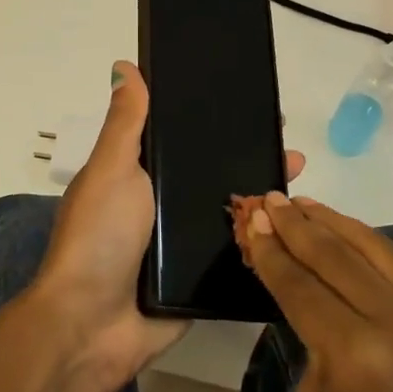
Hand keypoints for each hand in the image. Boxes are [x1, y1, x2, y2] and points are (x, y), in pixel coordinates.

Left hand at [33, 62, 306, 389]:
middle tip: (289, 147)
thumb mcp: (111, 170)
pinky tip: (296, 228)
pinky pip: (236, 253)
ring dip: (263, 197)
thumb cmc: (99, 237)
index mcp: (140, 175)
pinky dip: (261, 240)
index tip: (253, 104)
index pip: (185, 138)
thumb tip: (124, 65)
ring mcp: (183, 244)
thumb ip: (126, 123)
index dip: (216, 120)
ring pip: (231, 211)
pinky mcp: (201, 279)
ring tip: (300, 179)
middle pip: (215, 173)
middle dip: (251, 158)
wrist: (92, 326)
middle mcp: (163, 205)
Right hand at [240, 194, 392, 391]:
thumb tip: (303, 297)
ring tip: (305, 204)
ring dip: (337, 224)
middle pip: (339, 256)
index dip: (272, 251)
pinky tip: (347, 237)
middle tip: (269, 200)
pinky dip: (370, 248)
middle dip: (298, 225)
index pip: (302, 284)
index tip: (251, 219)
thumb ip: (310, 342)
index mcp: (356, 351)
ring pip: (378, 251)